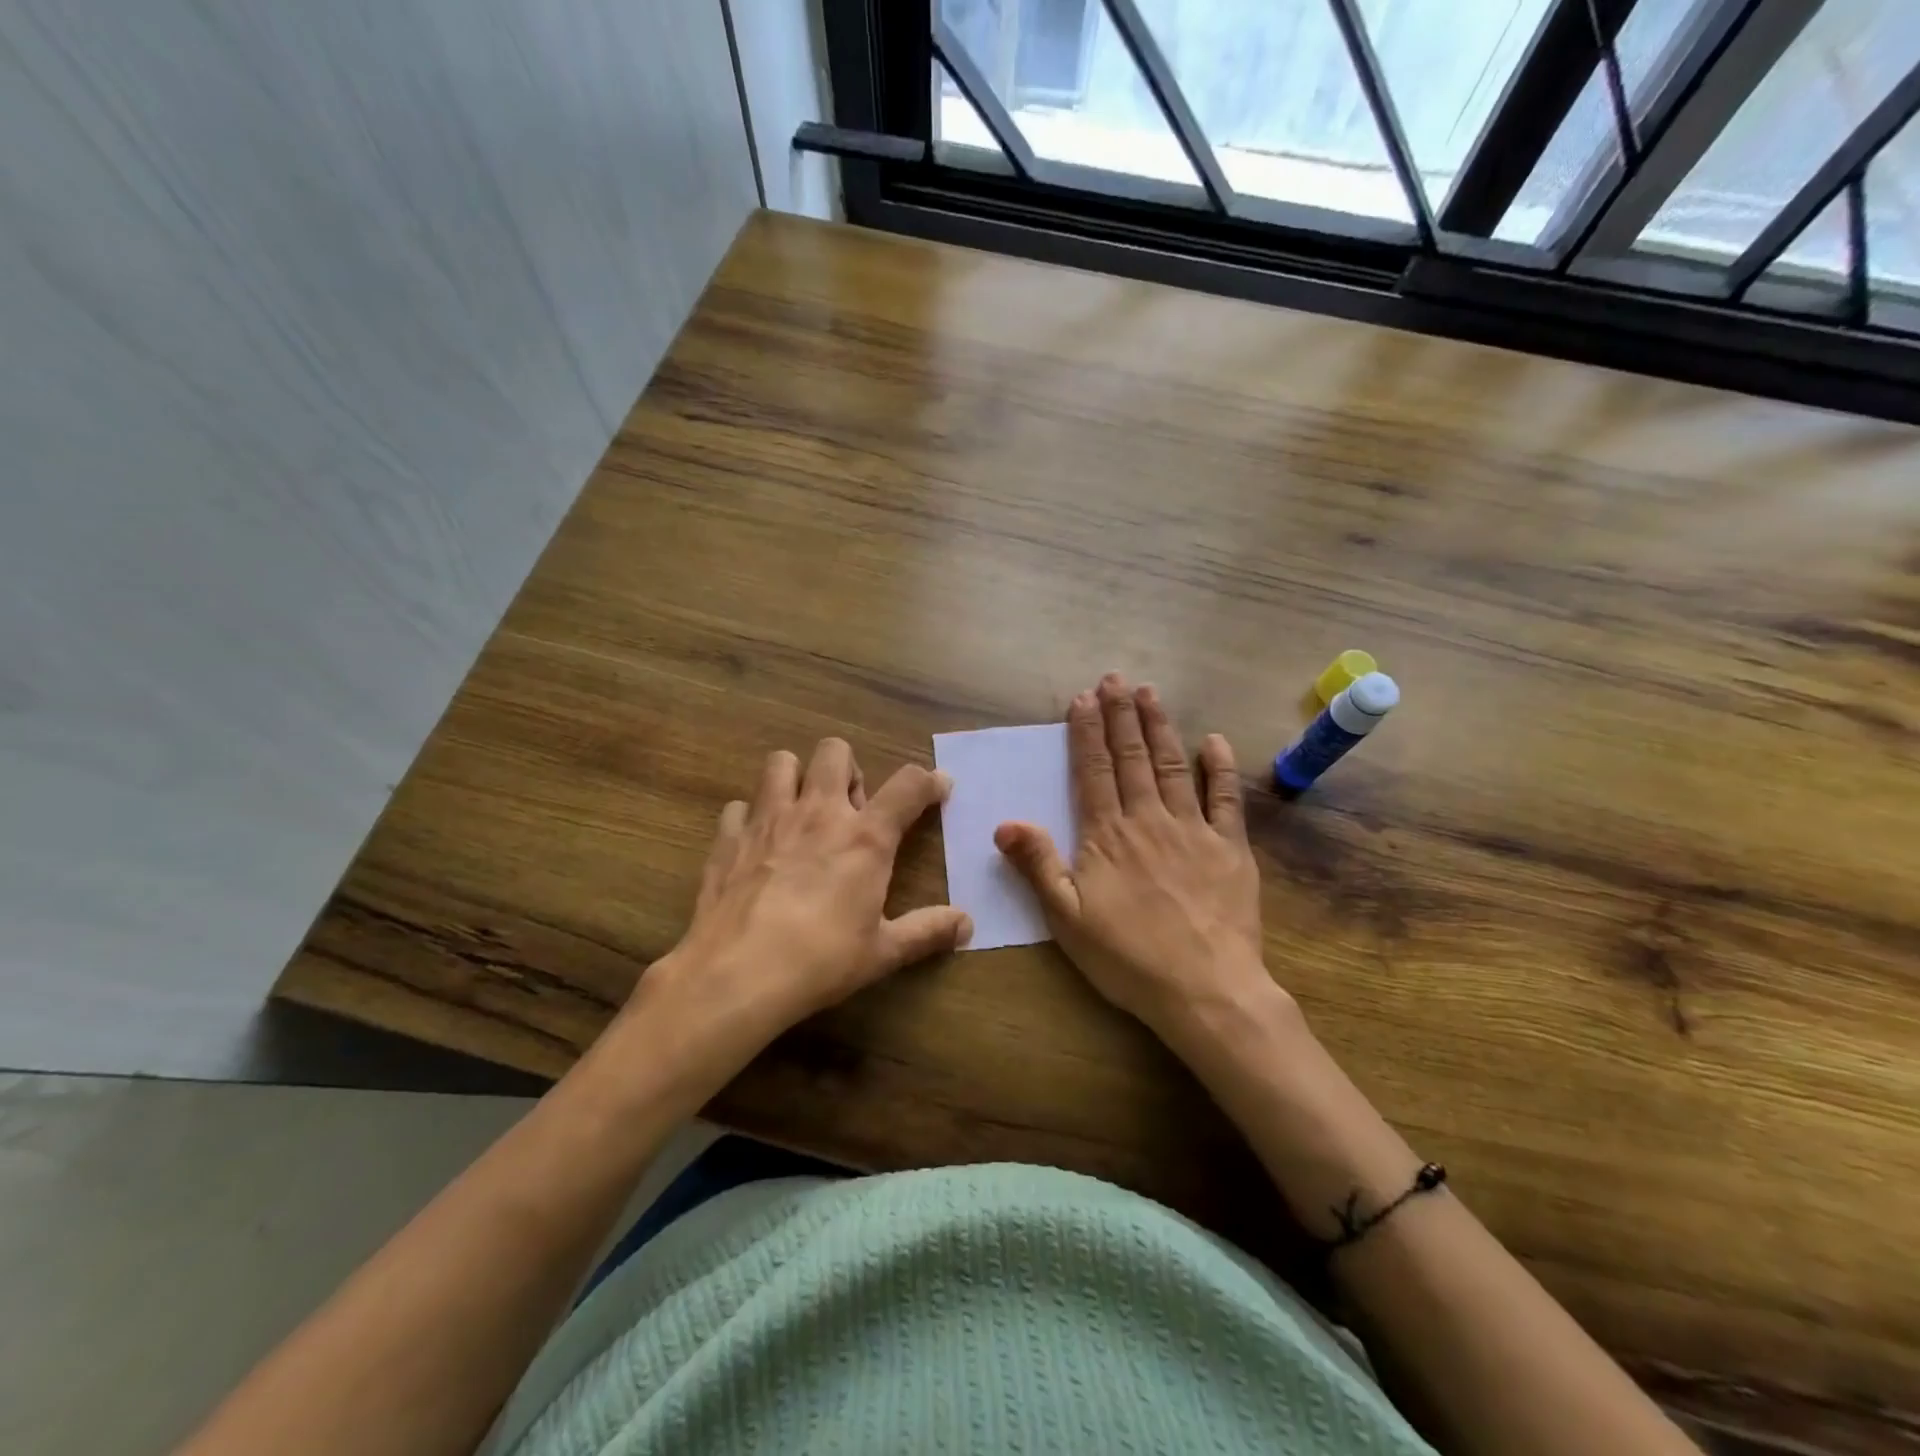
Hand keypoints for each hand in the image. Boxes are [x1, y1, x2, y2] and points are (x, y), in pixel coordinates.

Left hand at [628, 738, 968, 1088]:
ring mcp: (768, 819)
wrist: (736, 975)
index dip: (929, 780)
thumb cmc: (820, 961)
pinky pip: (739, 806)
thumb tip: (967, 926)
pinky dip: (750, 817)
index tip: (938, 787)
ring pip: (781, 762)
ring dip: (796, 778)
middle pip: (835, 751)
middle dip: (848, 769)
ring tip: (802, 811)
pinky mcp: (728, 837)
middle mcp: (818, 813)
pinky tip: (756, 844)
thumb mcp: (883, 952)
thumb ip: (927, 932)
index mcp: (864, 837)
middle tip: (851, 807)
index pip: (908, 786)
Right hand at [994, 673, 1277, 1037]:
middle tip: (1115, 679)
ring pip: (1172, 766)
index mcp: (1107, 835)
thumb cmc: (1128, 958)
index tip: (1083, 698)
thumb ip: (1037, 866)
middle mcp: (1148, 820)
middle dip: (1121, 715)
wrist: (1205, 990)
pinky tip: (1213, 740)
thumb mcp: (1066, 919)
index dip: (1087, 732)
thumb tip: (1005, 822)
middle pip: (1131, 757)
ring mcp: (1193, 830)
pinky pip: (1225, 798)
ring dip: (1159, 727)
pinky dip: (1219, 766)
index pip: (1093, 771)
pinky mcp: (1230, 848)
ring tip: (1150, 693)